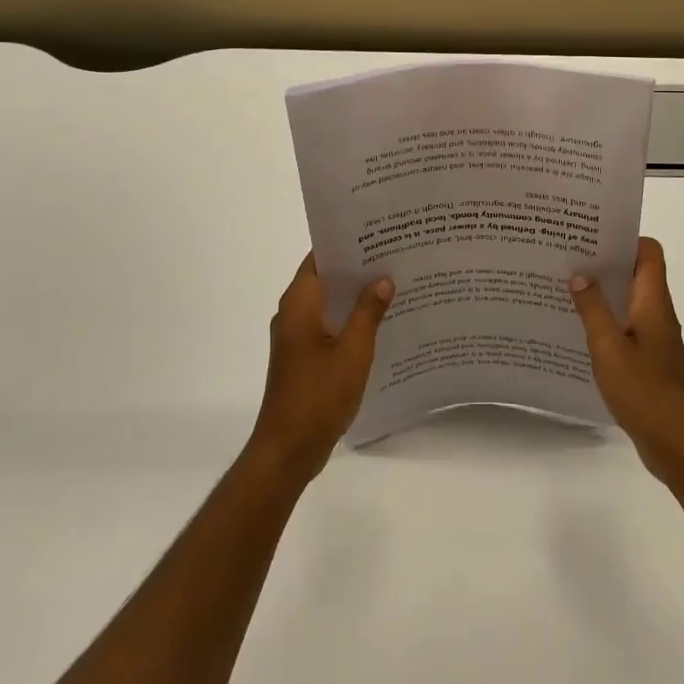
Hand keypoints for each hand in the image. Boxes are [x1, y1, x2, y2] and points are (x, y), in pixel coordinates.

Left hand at [248, 253, 392, 482]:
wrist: (288, 450)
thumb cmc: (319, 395)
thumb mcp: (353, 350)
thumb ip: (369, 312)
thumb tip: (383, 279)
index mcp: (299, 303)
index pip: (320, 257)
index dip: (346, 243)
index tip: (377, 233)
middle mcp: (293, 313)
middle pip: (326, 278)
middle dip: (357, 268)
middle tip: (395, 255)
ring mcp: (296, 337)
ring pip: (329, 303)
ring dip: (355, 296)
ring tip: (394, 283)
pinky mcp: (303, 357)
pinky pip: (328, 326)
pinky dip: (350, 319)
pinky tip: (380, 322)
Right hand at [570, 238, 683, 487]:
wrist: (679, 445)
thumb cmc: (645, 391)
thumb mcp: (609, 348)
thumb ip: (593, 309)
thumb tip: (580, 274)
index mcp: (653, 302)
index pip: (648, 252)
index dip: (624, 238)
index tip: (591, 236)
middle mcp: (658, 314)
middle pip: (636, 274)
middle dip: (605, 264)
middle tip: (567, 258)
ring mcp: (655, 339)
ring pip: (629, 302)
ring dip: (603, 294)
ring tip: (565, 289)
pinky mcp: (649, 362)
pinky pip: (626, 329)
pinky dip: (606, 323)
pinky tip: (578, 332)